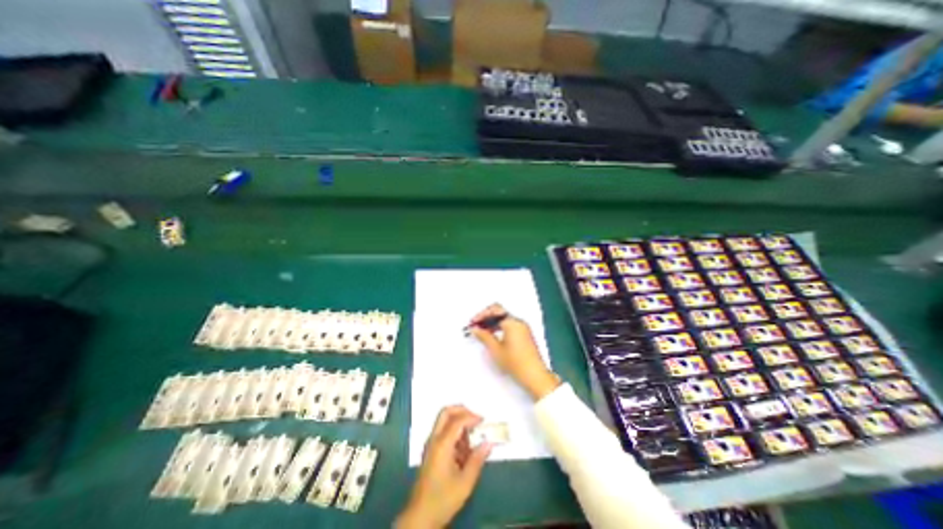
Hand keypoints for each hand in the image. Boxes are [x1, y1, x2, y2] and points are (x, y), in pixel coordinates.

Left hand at [396, 407, 489, 527]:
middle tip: (475, 419)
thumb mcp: (465, 482)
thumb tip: (489, 442)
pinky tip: (463, 451)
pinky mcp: (431, 451)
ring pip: (444, 421)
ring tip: (472, 440)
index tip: (484, 421)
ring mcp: (431, 444)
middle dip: (462, 410)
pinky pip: (443, 432)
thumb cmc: (443, 499)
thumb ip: (477, 459)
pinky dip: (455, 434)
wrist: (420, 517)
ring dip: (459, 423)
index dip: (471, 417)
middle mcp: (434, 439)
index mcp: (442, 444)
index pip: (457, 420)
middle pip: (446, 412)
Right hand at [466, 304, 553, 399]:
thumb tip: (475, 329)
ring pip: (504, 319)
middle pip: (500, 312)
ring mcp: (523, 328)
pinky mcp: (525, 335)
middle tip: (475, 326)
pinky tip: (493, 336)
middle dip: (486, 318)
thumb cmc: (515, 362)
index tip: (473, 323)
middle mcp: (519, 322)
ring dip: (492, 323)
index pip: (494, 310)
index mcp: (512, 322)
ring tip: (482, 332)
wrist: (535, 376)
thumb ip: (484, 336)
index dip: (482, 315)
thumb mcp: (496, 349)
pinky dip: (500, 327)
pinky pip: (510, 325)